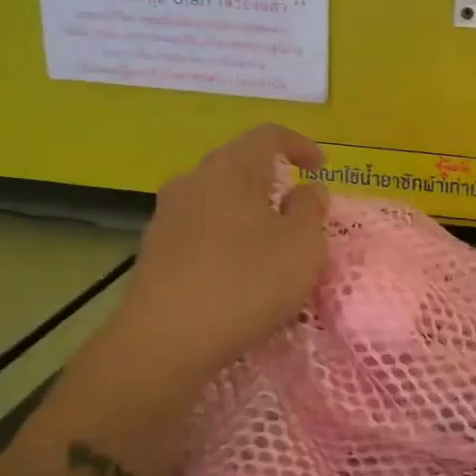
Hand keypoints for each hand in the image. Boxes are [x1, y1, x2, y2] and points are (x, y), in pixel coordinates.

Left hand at [102, 124, 329, 379]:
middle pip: (238, 164)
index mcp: (231, 169)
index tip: (321, 168)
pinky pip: (200, 227)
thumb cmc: (246, 283)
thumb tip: (307, 189)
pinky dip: (225, 236)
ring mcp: (167, 215)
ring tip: (269, 242)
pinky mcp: (154, 249)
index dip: (299, 144)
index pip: (268, 135)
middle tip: (297, 208)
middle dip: (272, 179)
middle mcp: (194, 180)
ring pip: (217, 197)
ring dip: (247, 210)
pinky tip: (236, 270)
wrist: (164, 340)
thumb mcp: (302, 246)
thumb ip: (311, 210)